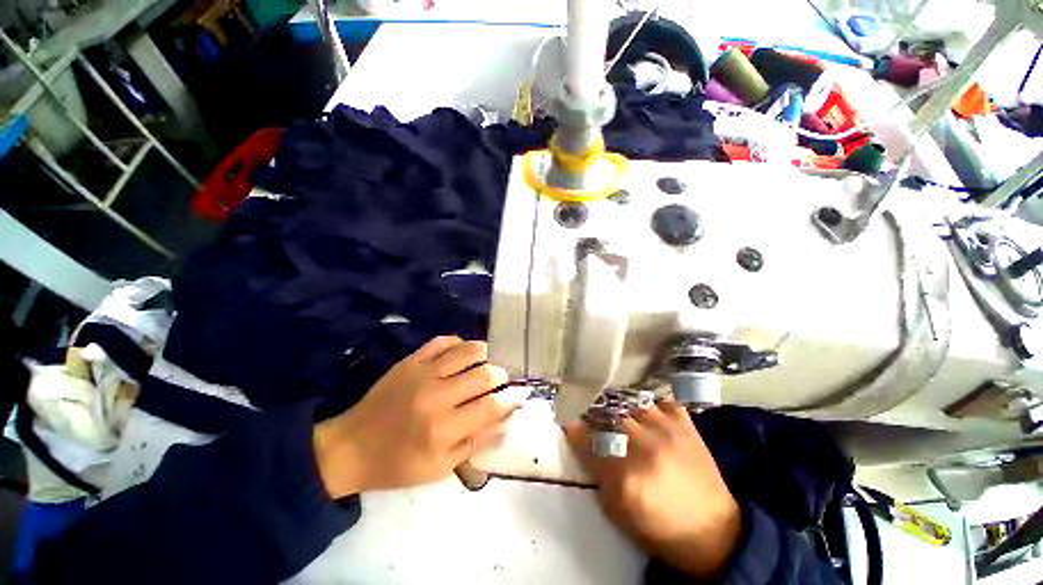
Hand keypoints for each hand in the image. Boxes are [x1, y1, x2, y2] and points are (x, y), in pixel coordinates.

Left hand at [314, 336, 517, 497]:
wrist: (352, 446)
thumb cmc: (398, 464)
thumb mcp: (440, 467)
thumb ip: (476, 442)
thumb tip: (505, 418)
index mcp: (442, 429)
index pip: (490, 406)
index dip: (509, 400)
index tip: (516, 397)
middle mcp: (436, 396)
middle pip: (483, 375)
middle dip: (500, 375)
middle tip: (501, 379)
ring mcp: (422, 373)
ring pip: (467, 351)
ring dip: (484, 354)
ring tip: (486, 362)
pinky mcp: (410, 360)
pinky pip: (443, 341)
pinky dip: (459, 343)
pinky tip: (462, 353)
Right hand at [565, 401, 741, 579]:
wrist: (714, 532)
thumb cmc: (660, 528)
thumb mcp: (618, 511)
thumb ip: (595, 472)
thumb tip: (578, 437)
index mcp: (626, 477)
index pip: (587, 440)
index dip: (574, 427)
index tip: (568, 419)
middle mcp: (645, 447)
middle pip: (607, 414)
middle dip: (591, 409)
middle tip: (587, 407)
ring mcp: (667, 430)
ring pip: (629, 401)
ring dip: (616, 401)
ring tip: (611, 402)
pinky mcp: (685, 424)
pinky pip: (659, 398)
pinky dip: (645, 398)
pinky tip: (639, 403)